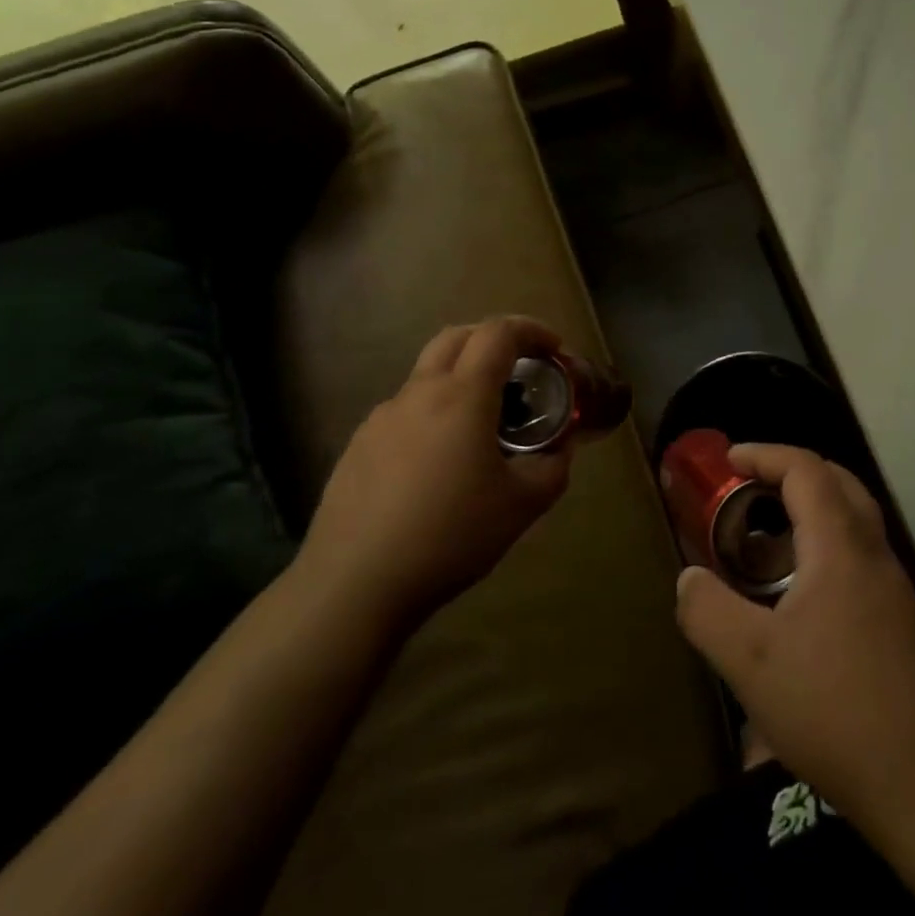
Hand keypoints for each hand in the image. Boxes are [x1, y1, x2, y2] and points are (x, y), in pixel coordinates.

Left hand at [296, 317, 574, 625]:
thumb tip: (558, 449)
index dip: (532, 330)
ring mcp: (381, 419)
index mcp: (462, 396)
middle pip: (457, 338)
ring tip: (482, 428)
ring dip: (461, 380)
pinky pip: (405, 413)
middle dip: (494, 340)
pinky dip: (433, 416)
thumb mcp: (523, 506)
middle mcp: (418, 394)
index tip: (554, 351)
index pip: (498, 333)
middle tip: (520, 369)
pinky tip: (439, 466)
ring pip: (427, 376)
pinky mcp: (358, 447)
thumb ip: (553, 467)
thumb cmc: (450, 536)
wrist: (355, 585)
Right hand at [675, 445, 914, 822]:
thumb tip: (689, 578)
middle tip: (752, 490)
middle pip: (840, 486)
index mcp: (840, 546)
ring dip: (812, 521)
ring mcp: (898, 594)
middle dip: (794, 475)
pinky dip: (827, 562)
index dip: (765, 454)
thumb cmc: (838, 708)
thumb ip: (708, 612)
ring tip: (767, 554)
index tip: (729, 459)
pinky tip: (802, 614)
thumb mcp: (752, 663)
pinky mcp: (908, 632)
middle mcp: (876, 556)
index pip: (806, 469)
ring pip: (855, 530)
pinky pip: (862, 570)